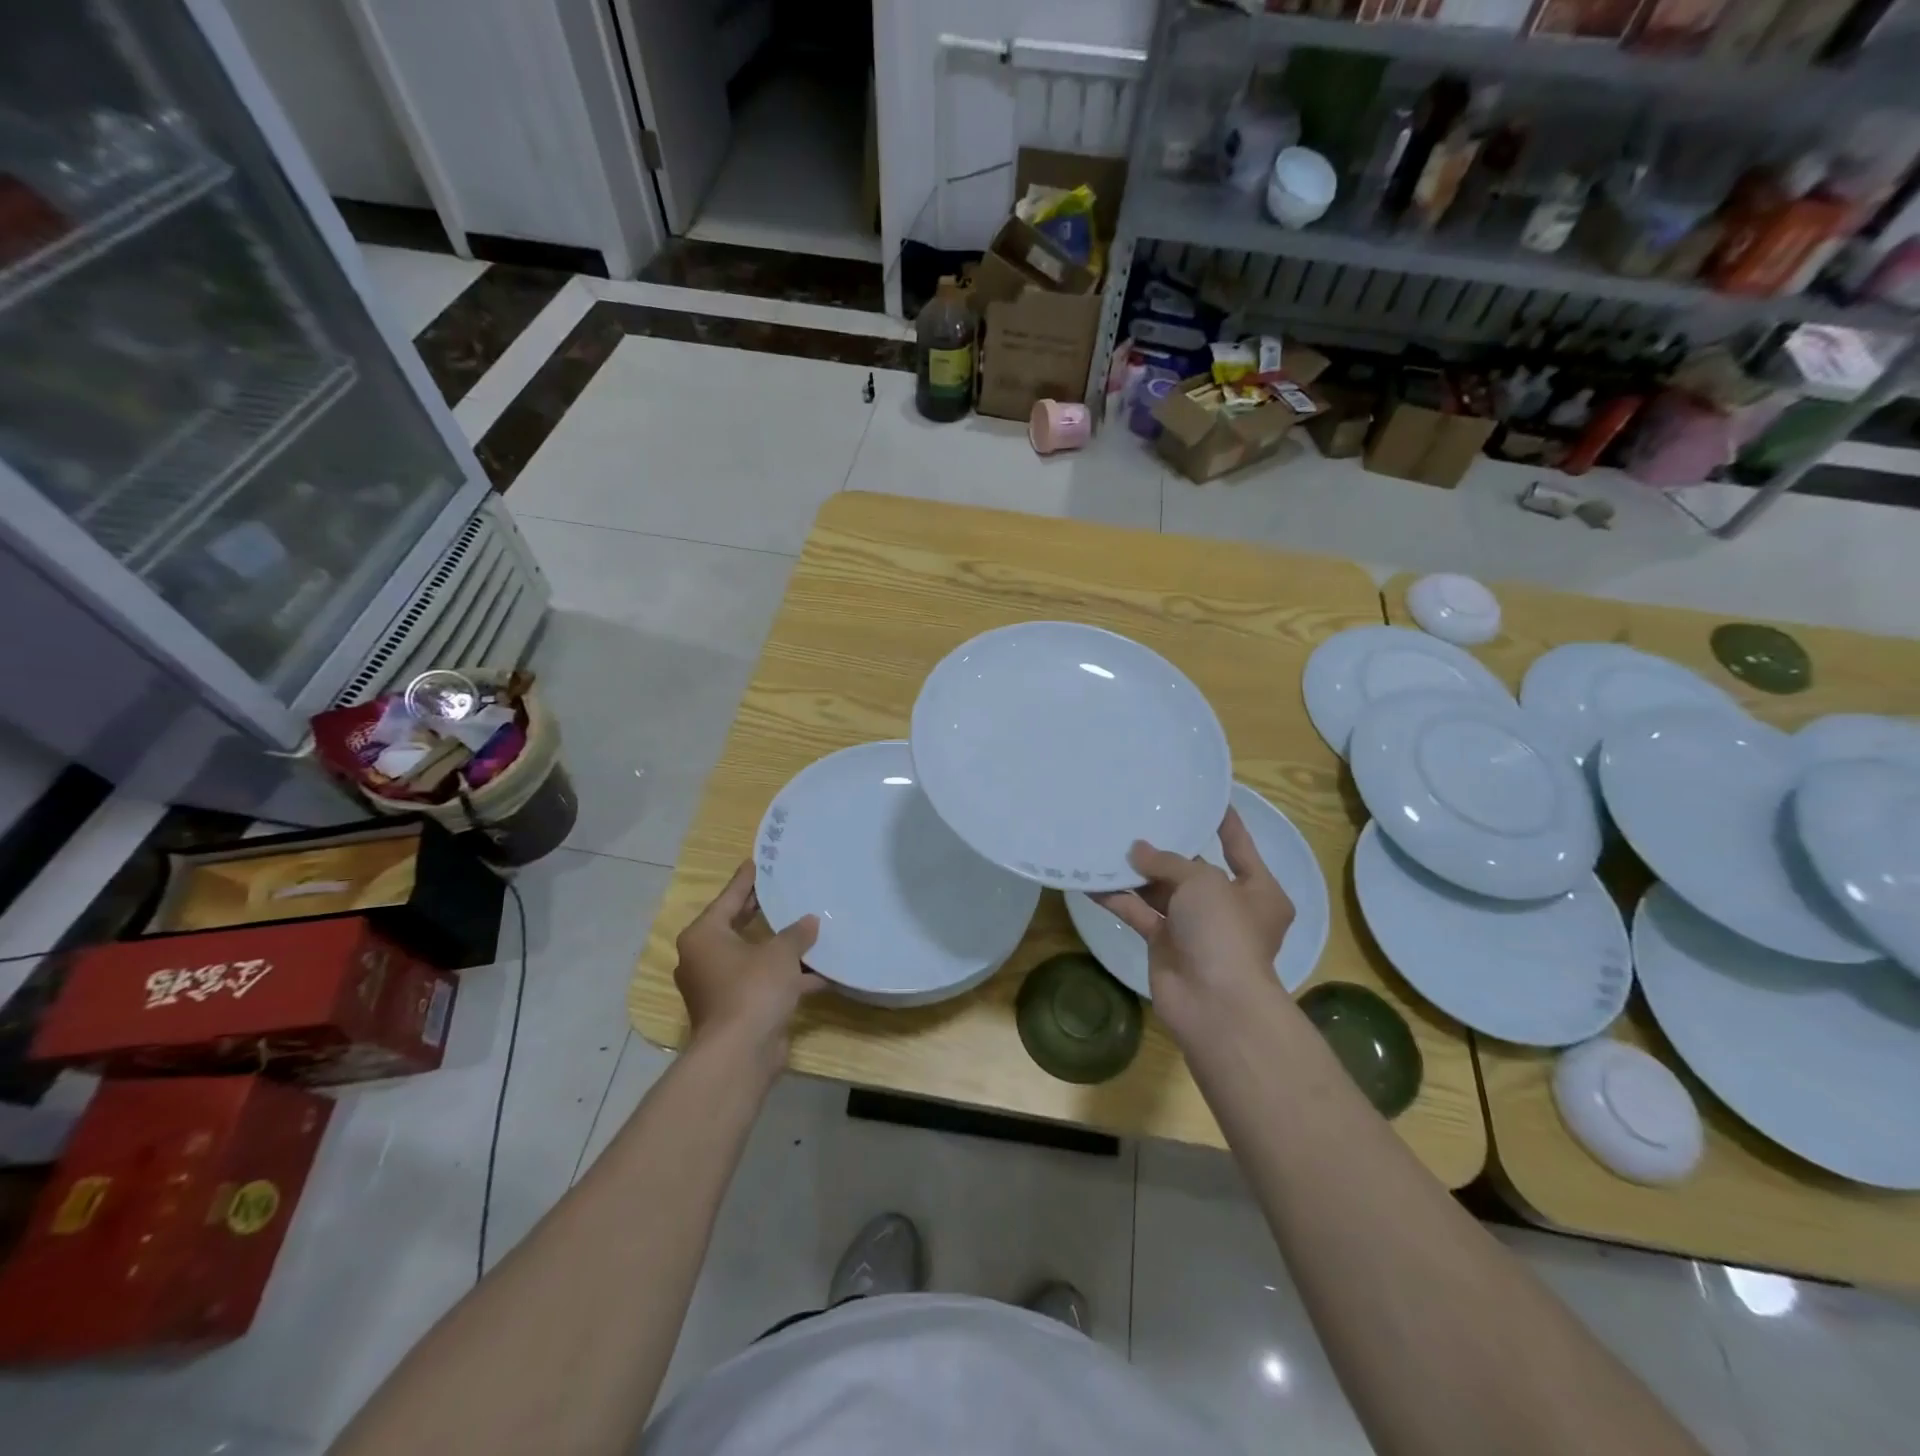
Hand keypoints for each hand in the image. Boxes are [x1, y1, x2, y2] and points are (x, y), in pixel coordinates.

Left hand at [674, 862, 824, 1069]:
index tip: (757, 862)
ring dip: (780, 949)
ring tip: (810, 929)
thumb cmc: (752, 989)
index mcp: (704, 936)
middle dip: (764, 913)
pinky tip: (820, 972)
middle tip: (785, 891)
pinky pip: (763, 983)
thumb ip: (796, 934)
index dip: (746, 880)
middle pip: (738, 927)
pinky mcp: (737, 1010)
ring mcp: (719, 987)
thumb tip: (809, 921)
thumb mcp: (779, 954)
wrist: (740, 1054)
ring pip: (753, 957)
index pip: (728, 899)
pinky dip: (787, 978)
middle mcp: (705, 959)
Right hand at [1093, 807, 1294, 1047]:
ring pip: (1162, 891)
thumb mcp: (1203, 882)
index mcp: (1258, 890)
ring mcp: (1195, 927)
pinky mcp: (1165, 945)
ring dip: (1137, 873)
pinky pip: (1139, 914)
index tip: (1206, 798)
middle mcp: (1228, 907)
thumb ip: (1167, 861)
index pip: (1239, 846)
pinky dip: (1118, 900)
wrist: (1215, 1003)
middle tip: (1138, 817)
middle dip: (1166, 849)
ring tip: (1108, 842)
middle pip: (1193, 869)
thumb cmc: (1225, 931)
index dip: (1224, 822)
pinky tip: (1092, 881)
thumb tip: (1136, 851)